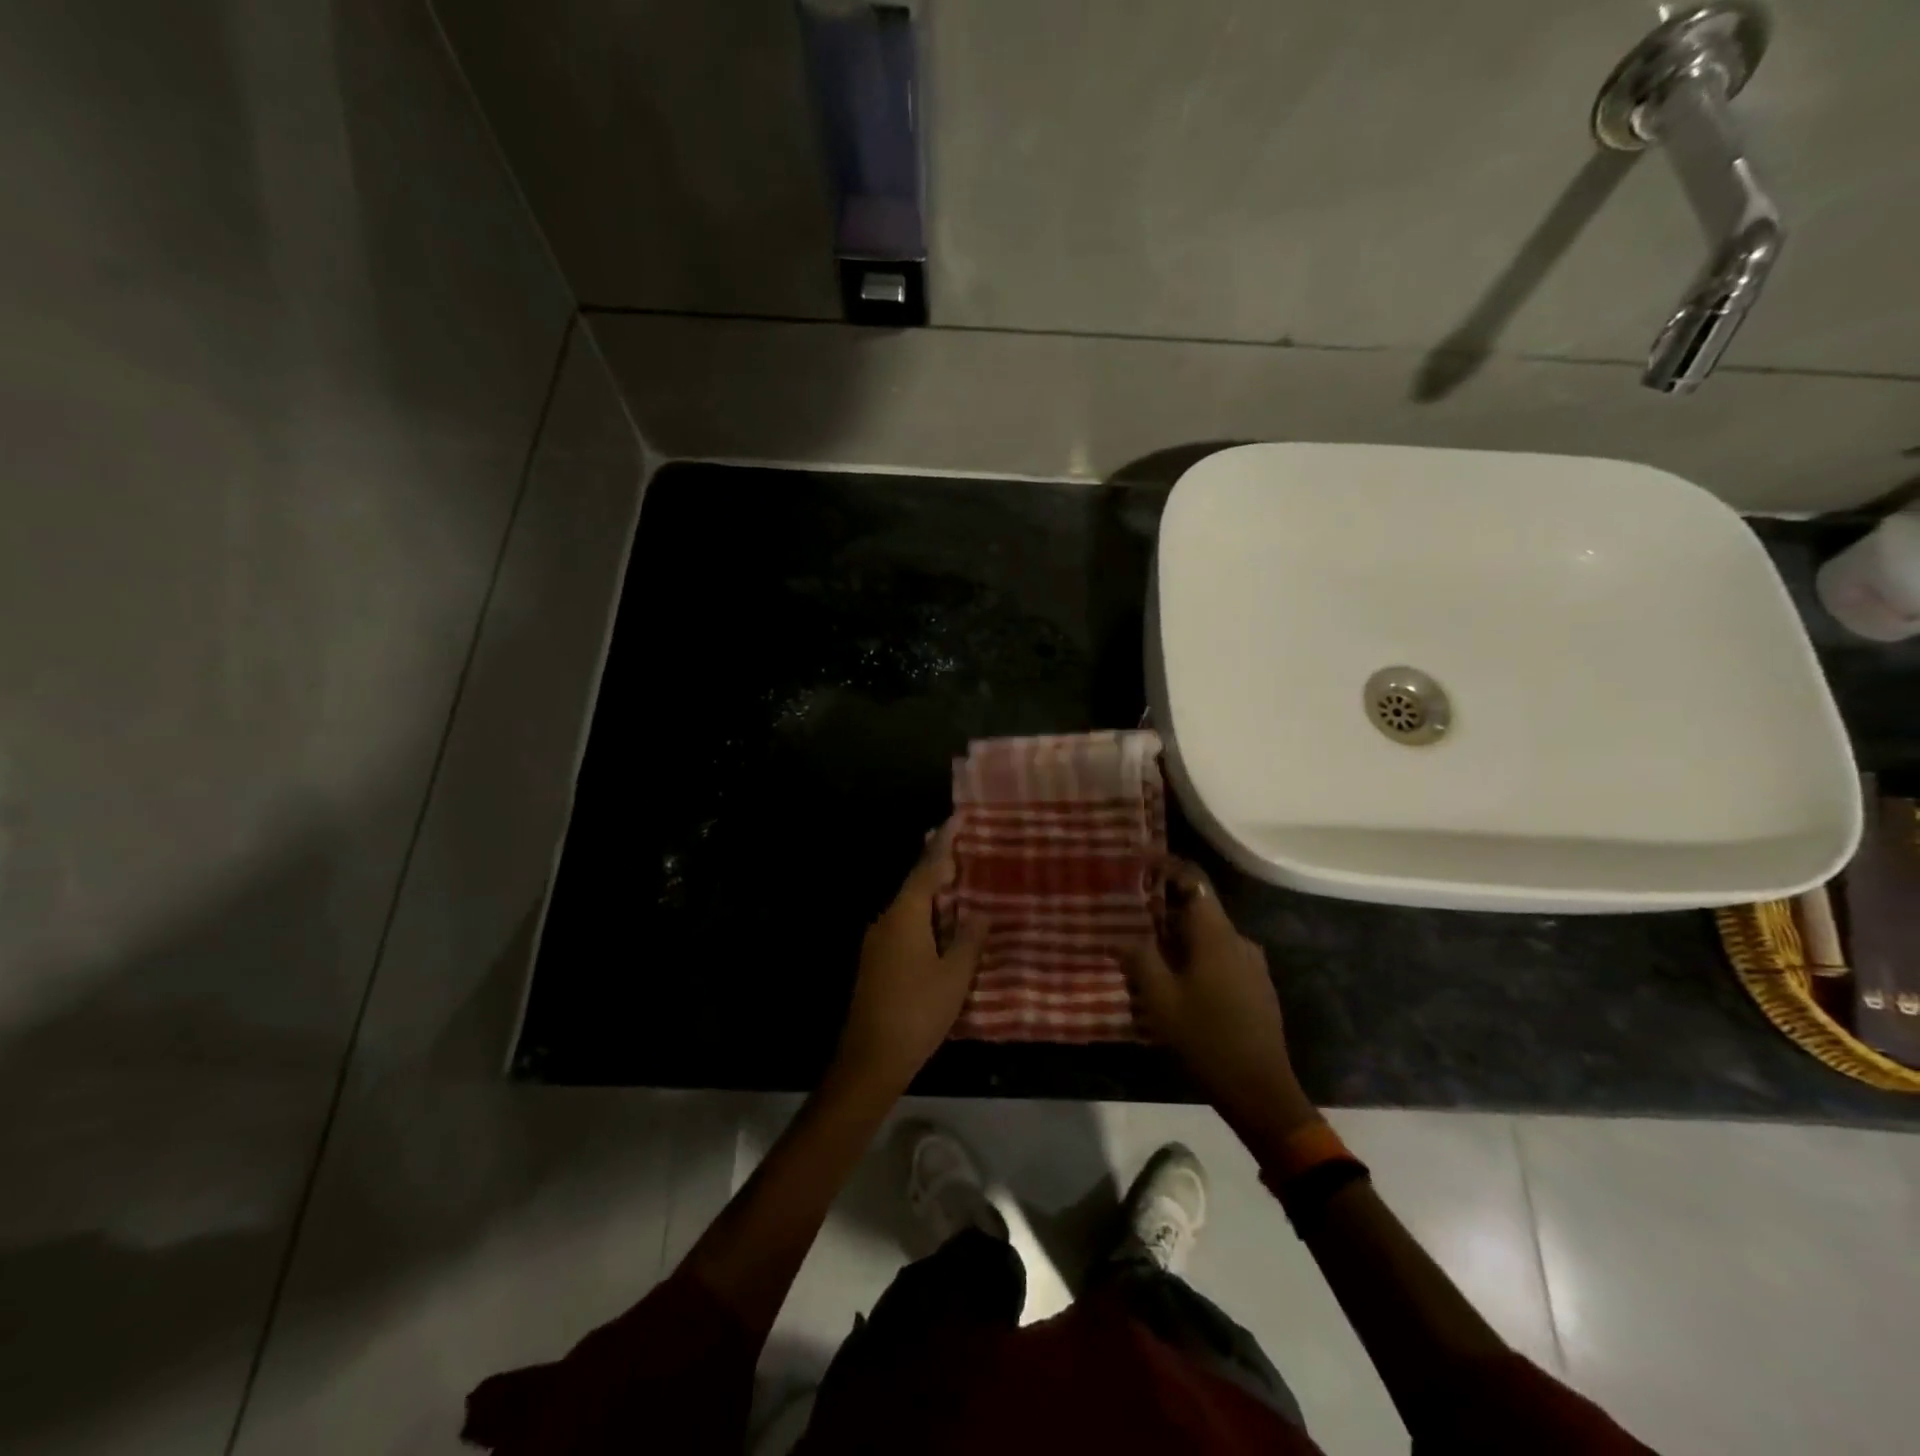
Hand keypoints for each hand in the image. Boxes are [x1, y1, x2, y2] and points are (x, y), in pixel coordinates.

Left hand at [831, 821, 986, 1098]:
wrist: (870, 1059)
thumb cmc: (917, 1012)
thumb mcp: (954, 976)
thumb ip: (968, 939)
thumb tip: (979, 912)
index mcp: (905, 916)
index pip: (927, 868)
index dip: (945, 843)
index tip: (959, 818)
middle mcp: (887, 920)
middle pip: (916, 883)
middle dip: (938, 863)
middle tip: (963, 843)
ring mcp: (878, 942)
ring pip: (910, 906)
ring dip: (934, 892)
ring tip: (960, 880)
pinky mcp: (877, 962)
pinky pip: (906, 925)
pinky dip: (926, 916)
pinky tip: (943, 925)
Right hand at [1124, 860, 1318, 1140]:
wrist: (1260, 1090)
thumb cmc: (1205, 1038)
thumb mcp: (1159, 999)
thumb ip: (1138, 957)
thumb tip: (1120, 933)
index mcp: (1216, 935)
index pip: (1193, 879)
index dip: (1165, 865)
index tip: (1137, 862)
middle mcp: (1239, 940)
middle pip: (1198, 908)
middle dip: (1164, 908)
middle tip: (1131, 919)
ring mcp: (1253, 964)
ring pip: (1209, 935)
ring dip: (1179, 937)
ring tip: (1150, 955)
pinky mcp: (1257, 987)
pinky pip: (1221, 957)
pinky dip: (1197, 956)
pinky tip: (1180, 984)